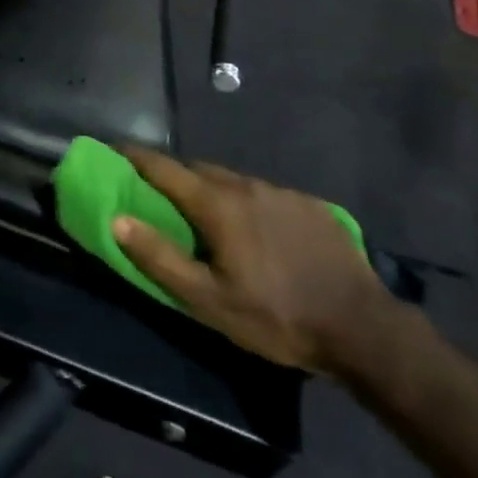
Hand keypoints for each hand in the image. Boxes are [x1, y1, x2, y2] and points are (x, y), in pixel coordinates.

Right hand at [112, 148, 395, 376]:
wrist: (363, 328)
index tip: (113, 150)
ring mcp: (282, 192)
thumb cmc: (276, 316)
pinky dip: (248, 204)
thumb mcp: (209, 300)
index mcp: (218, 204)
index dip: (135, 157)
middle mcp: (247, 185)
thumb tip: (118, 220)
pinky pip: (265, 195)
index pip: (165, 168)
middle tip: (160, 195)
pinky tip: (259, 233)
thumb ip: (160, 258)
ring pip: (234, 182)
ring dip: (213, 191)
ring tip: (210, 218)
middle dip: (174, 176)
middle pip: (199, 170)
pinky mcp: (310, 205)